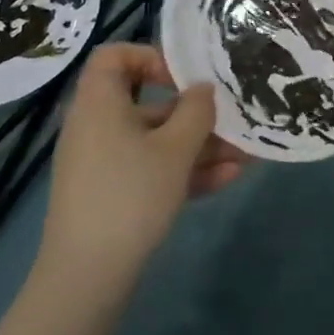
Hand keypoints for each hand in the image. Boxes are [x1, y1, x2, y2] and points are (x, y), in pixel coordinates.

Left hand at [36, 44, 246, 277]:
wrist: (87, 278)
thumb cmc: (130, 195)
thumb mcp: (175, 148)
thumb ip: (196, 111)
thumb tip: (203, 89)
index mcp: (100, 103)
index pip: (114, 56)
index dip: (150, 56)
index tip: (184, 78)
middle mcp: (97, 126)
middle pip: (148, 103)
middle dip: (195, 113)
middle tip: (232, 120)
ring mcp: (103, 163)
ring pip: (156, 141)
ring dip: (201, 145)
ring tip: (246, 155)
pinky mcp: (112, 194)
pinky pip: (151, 169)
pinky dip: (185, 170)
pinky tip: (228, 179)